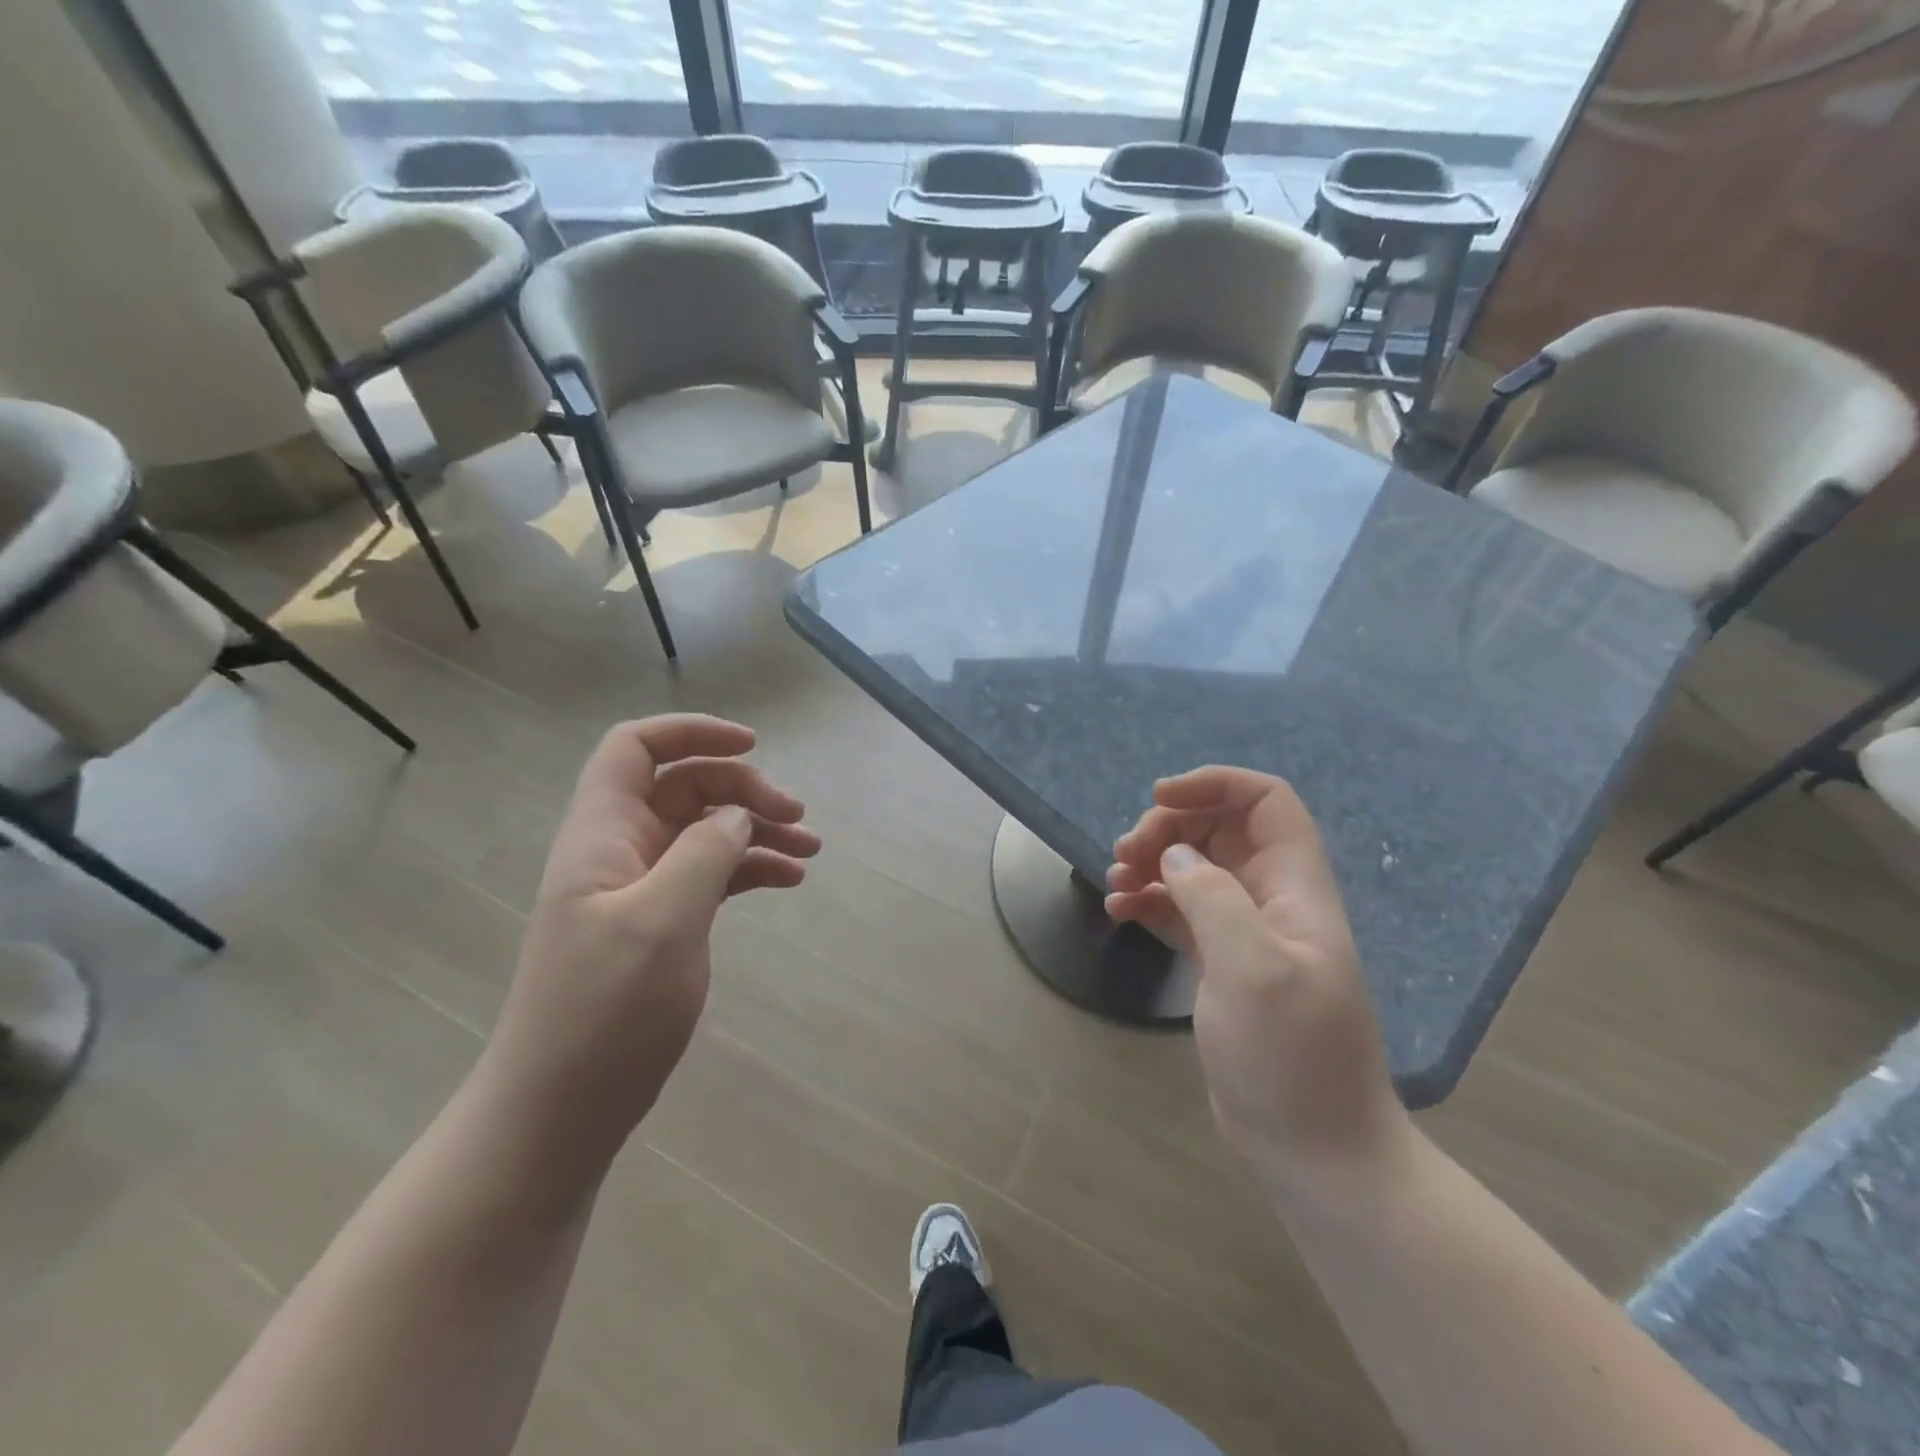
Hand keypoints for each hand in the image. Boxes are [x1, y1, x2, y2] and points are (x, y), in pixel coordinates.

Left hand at [484, 715, 820, 1157]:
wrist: (560, 1110)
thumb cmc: (604, 1012)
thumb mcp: (662, 921)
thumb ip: (705, 853)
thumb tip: (738, 815)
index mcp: (603, 833)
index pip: (636, 748)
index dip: (691, 732)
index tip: (753, 745)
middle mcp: (621, 849)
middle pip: (686, 786)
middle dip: (744, 790)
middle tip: (798, 818)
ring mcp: (641, 888)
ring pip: (705, 831)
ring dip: (757, 830)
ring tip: (810, 851)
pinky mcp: (660, 923)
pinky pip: (711, 874)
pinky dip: (749, 869)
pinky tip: (788, 880)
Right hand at [1106, 767, 1406, 1190]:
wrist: (1313, 1148)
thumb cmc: (1291, 1057)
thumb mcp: (1252, 969)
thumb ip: (1212, 898)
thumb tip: (1173, 857)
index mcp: (1296, 887)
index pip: (1266, 802)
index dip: (1215, 784)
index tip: (1159, 799)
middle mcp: (1272, 898)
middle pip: (1220, 829)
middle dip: (1169, 828)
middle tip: (1126, 855)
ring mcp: (1246, 931)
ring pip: (1194, 868)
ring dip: (1152, 863)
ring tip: (1115, 883)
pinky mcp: (1221, 963)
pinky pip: (1181, 909)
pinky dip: (1149, 900)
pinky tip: (1120, 912)